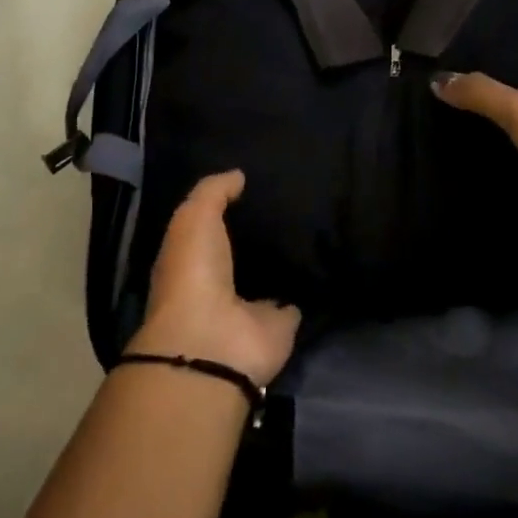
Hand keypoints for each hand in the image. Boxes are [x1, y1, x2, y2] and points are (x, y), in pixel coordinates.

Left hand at [129, 171, 301, 386]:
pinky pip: (297, 300)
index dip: (227, 207)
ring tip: (313, 227)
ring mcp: (251, 307)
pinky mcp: (281, 325)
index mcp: (192, 258)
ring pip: (271, 274)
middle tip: (291, 201)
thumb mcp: (193, 218)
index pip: (211, 227)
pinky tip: (325, 264)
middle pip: (244, 251)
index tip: (255, 184)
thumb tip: (238, 175)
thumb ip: (213, 192)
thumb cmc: (193, 274)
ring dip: (285, 259)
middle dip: (261, 232)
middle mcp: (221, 282)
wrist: (214, 342)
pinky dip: (307, 288)